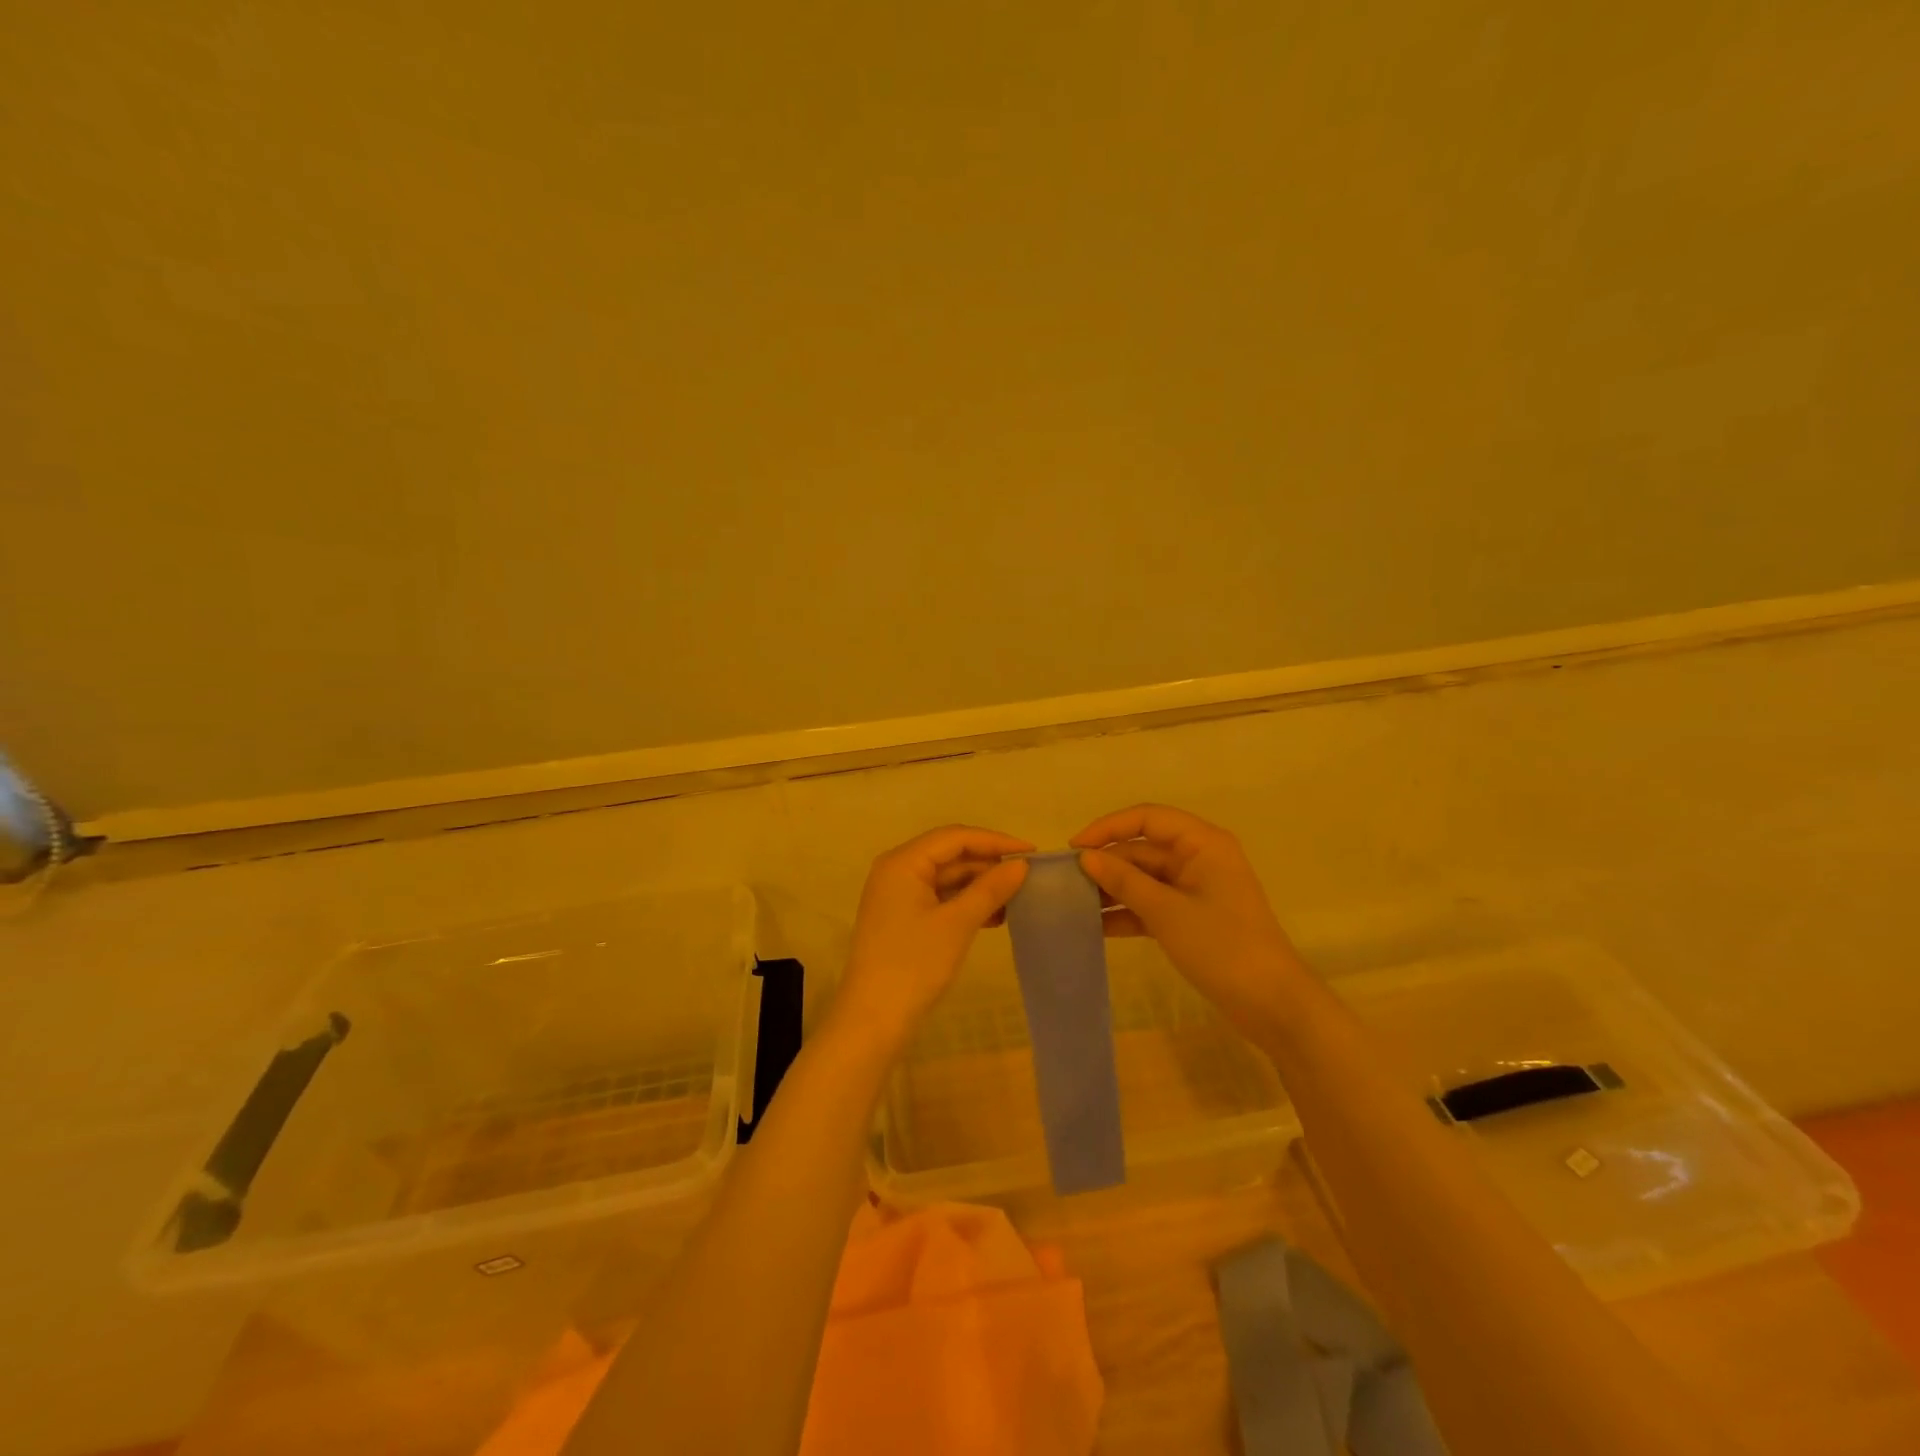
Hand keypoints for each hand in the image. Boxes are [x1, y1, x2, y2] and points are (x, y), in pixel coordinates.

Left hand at [826, 825, 1033, 1052]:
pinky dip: (965, 903)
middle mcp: (897, 870)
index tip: (1032, 853)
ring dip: (980, 886)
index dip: (995, 841)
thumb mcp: (957, 923)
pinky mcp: (902, 918)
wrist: (874, 1019)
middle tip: (1027, 877)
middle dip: (988, 864)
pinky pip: (940, 898)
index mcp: (903, 862)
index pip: (955, 837)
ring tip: (1016, 899)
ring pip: (947, 877)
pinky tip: (994, 917)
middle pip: (950, 854)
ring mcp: (897, 895)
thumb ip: (990, 889)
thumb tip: (1021, 865)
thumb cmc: (914, 964)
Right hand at [1071, 804, 1306, 1037]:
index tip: (1075, 848)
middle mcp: (1198, 859)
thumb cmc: (1222, 946)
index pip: (1148, 818)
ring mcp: (1195, 890)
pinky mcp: (1191, 918)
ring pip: (1144, 878)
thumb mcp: (1167, 911)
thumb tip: (1086, 857)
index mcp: (1202, 843)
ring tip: (1073, 904)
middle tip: (1066, 882)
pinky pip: (1151, 904)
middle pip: (1143, 849)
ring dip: (1113, 889)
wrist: (1272, 1004)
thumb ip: (1124, 881)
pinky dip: (1127, 913)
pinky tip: (1096, 926)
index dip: (1108, 828)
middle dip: (1107, 863)